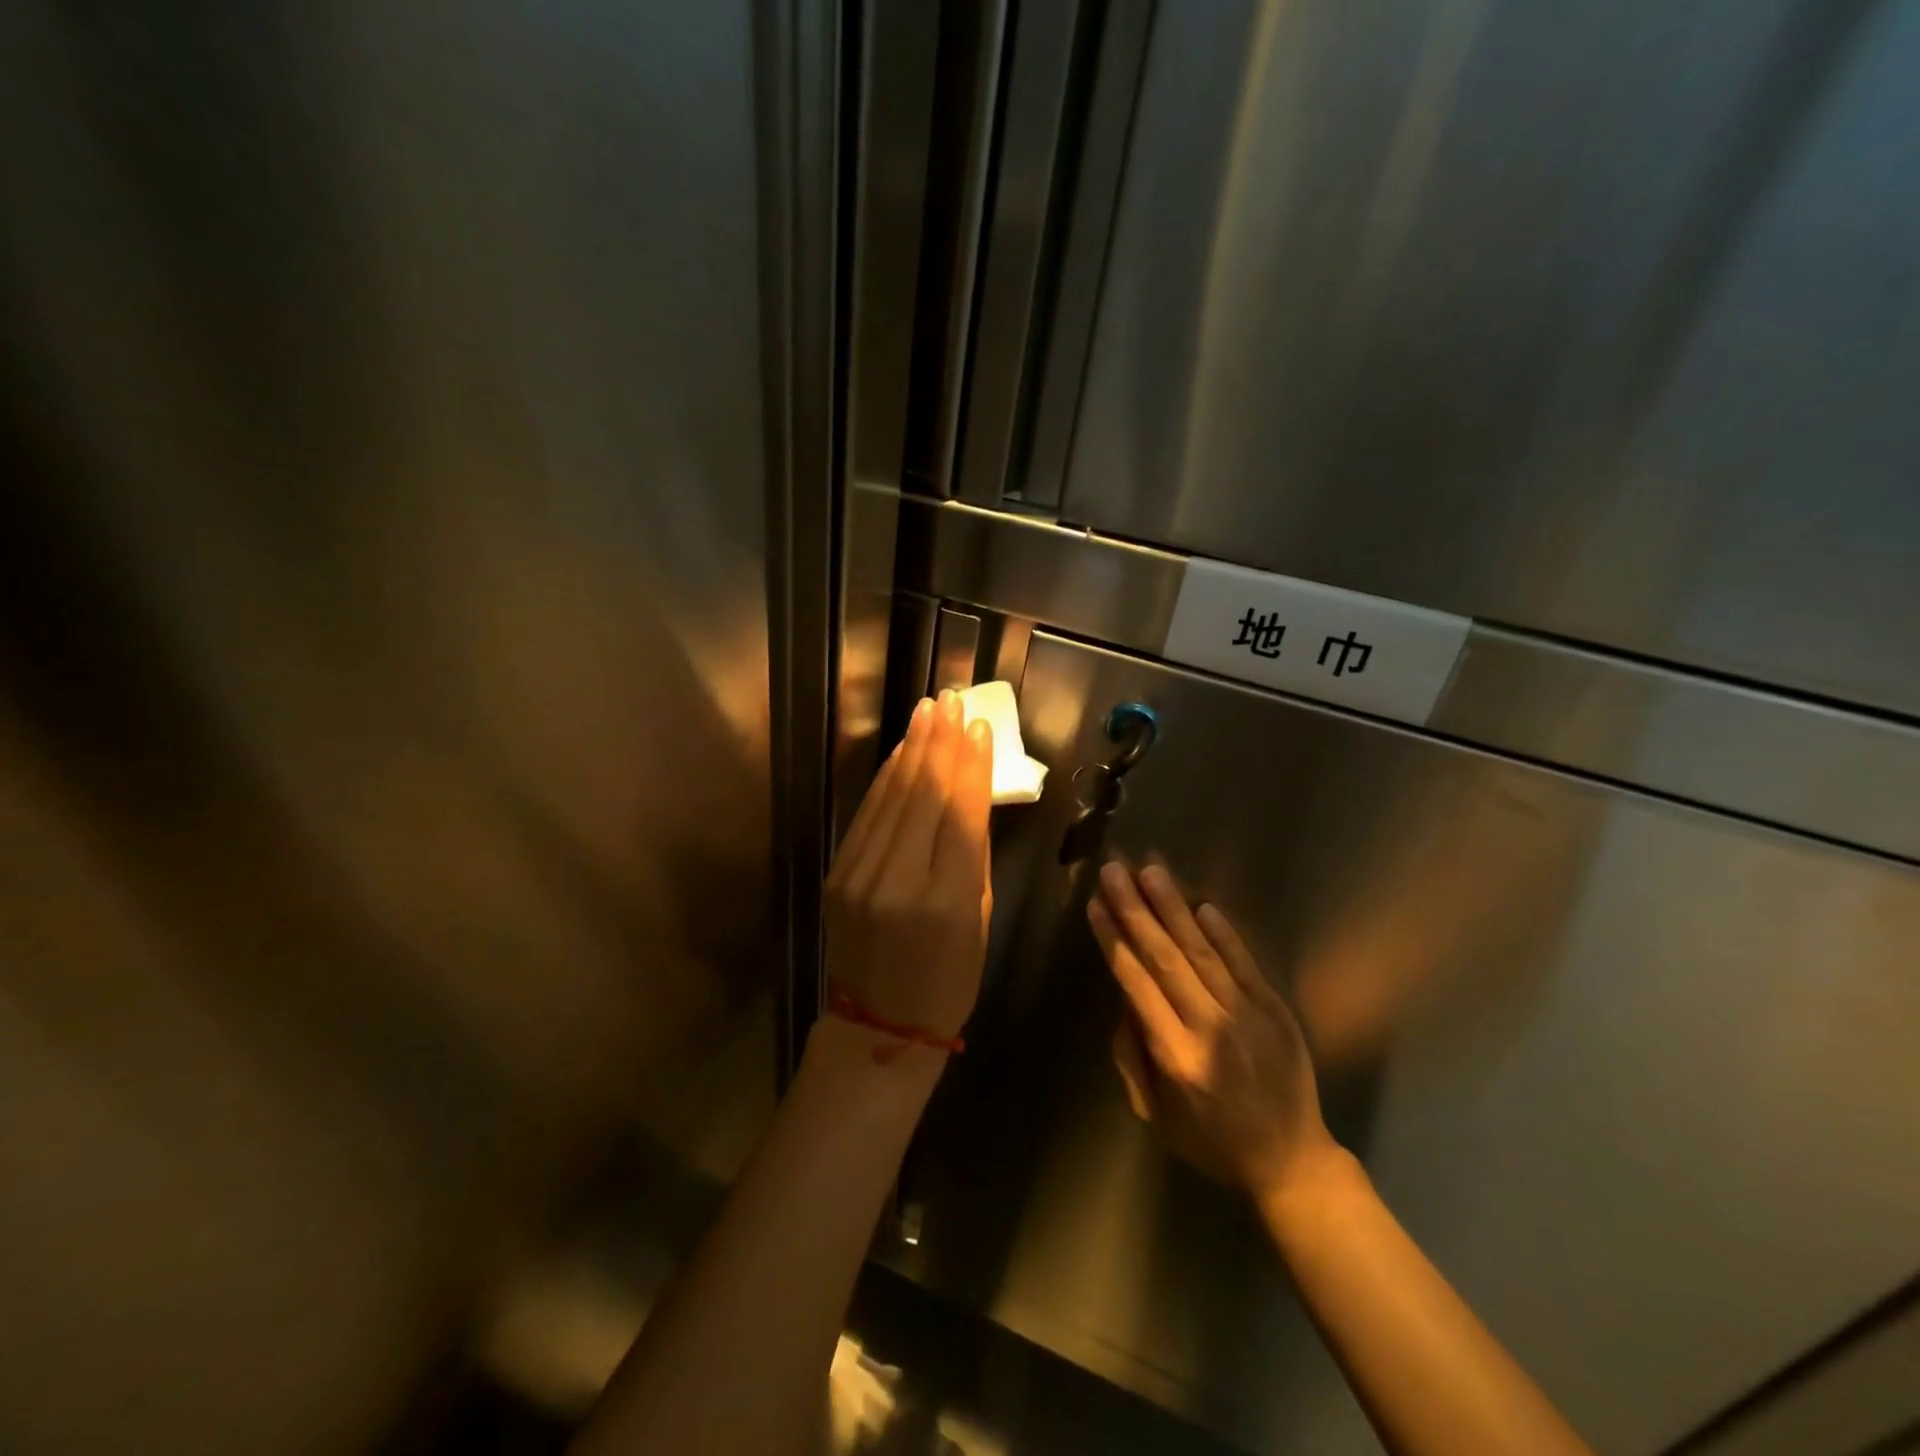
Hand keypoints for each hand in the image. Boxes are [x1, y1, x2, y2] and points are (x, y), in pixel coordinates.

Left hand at [823, 692, 993, 1050]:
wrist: (878, 1025)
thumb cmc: (948, 980)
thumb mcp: (979, 920)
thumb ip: (974, 854)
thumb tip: (973, 793)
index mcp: (945, 901)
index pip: (960, 814)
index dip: (972, 765)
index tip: (980, 727)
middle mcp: (897, 882)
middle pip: (923, 796)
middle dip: (940, 742)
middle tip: (952, 701)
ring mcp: (859, 877)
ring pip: (891, 798)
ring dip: (912, 750)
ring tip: (929, 712)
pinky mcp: (837, 875)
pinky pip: (867, 816)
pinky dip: (886, 780)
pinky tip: (902, 753)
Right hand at [1089, 862, 1339, 1202]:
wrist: (1292, 1161)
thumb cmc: (1211, 1139)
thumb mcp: (1155, 1113)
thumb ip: (1132, 1055)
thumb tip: (1125, 997)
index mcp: (1175, 1056)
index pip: (1137, 984)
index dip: (1115, 940)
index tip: (1096, 905)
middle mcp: (1209, 1029)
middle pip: (1166, 959)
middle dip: (1136, 910)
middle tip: (1115, 870)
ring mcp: (1248, 1016)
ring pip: (1203, 952)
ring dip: (1174, 908)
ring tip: (1151, 870)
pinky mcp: (1276, 1009)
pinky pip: (1245, 964)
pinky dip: (1224, 933)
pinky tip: (1203, 904)